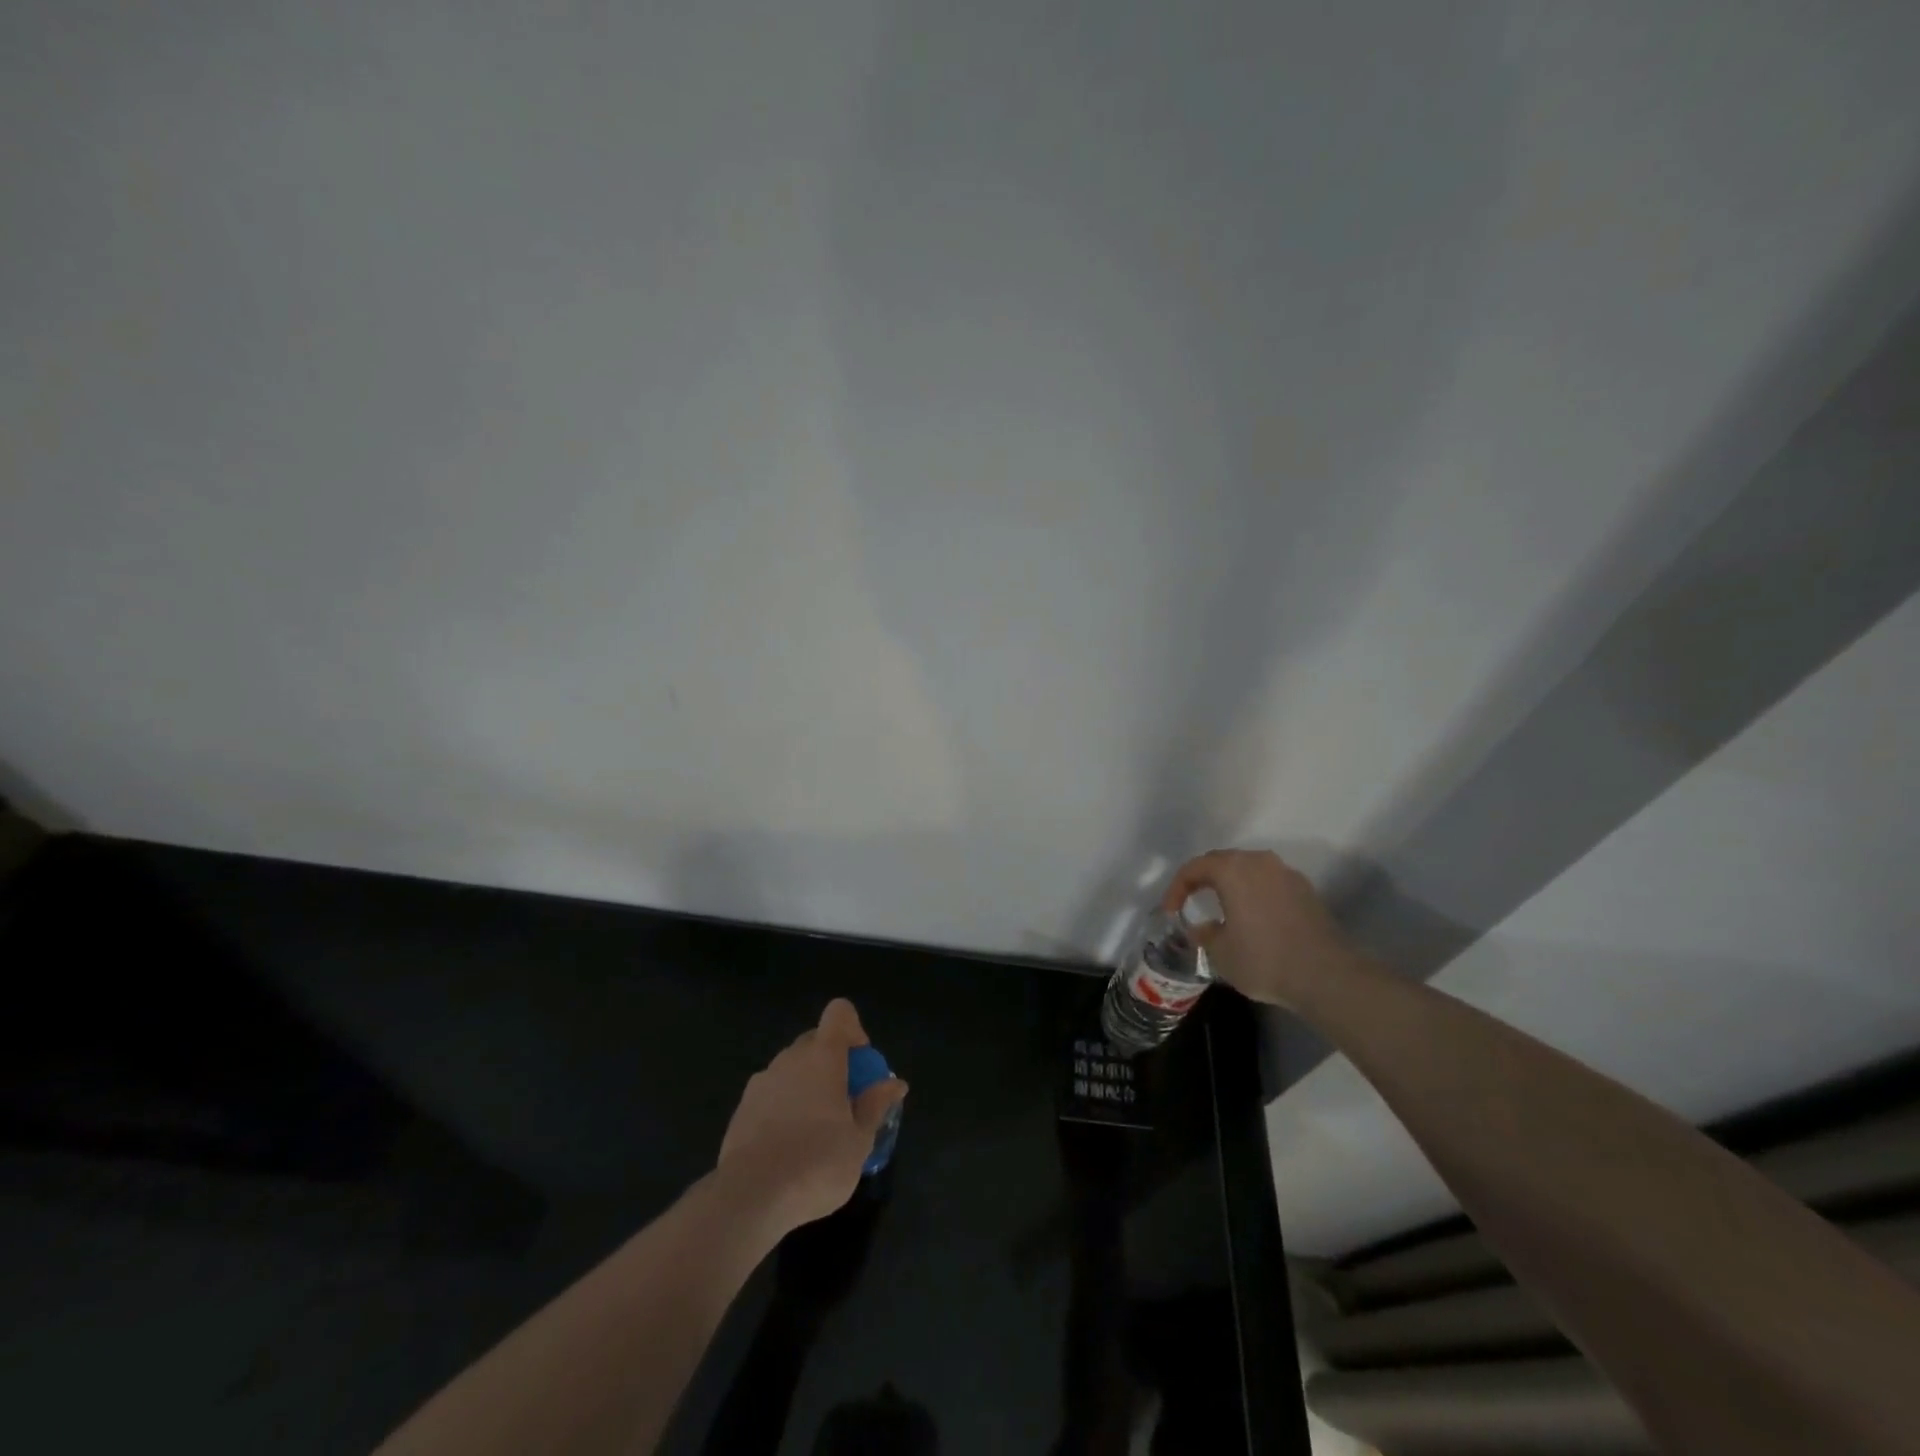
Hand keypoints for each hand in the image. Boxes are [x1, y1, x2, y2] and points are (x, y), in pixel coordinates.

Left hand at [716, 998, 906, 1237]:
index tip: (860, 1064)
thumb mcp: (859, 1140)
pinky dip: (784, 1106)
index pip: (839, 1013)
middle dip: (832, 1061)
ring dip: (807, 1084)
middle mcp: (790, 1058)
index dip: (853, 1029)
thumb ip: (876, 1105)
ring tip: (815, 1128)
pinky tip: (787, 1145)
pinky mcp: (742, 1107)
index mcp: (823, 1057)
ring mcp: (762, 1081)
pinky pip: (771, 1092)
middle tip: (844, 1101)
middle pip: (816, 1040)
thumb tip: (895, 1083)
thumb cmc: (816, 1164)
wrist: (750, 1197)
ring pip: (791, 1067)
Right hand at [1162, 849, 1357, 1009]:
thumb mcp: (1220, 953)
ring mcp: (1286, 874)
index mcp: (1232, 870)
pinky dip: (1255, 893)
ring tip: (1222, 907)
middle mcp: (1259, 862)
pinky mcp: (1306, 890)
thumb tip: (1201, 928)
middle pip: (1222, 862)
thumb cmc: (1264, 959)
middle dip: (1203, 880)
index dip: (1176, 888)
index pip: (1194, 868)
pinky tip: (1253, 918)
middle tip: (1191, 901)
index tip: (1170, 911)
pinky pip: (1269, 883)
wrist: (1327, 975)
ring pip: (1249, 870)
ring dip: (1231, 884)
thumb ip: (1204, 934)